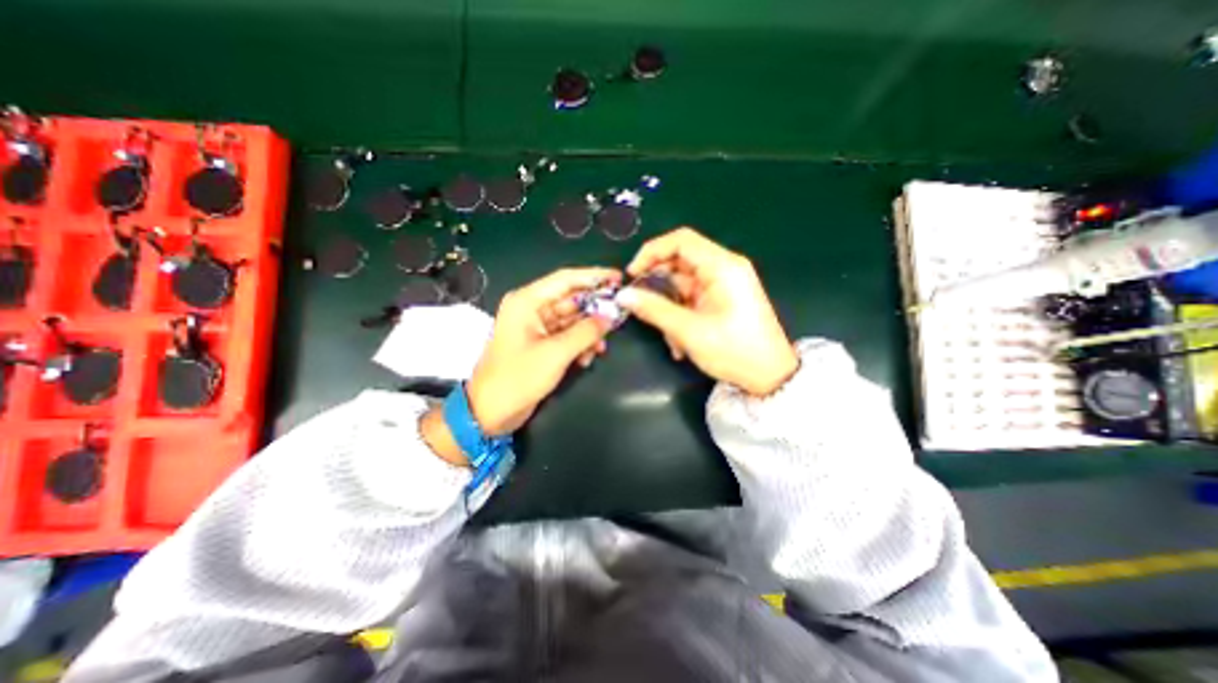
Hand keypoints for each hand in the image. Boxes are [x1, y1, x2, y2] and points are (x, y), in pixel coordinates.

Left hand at [466, 265, 618, 435]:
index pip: (566, 279)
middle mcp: (532, 309)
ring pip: (572, 320)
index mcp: (527, 301)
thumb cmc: (518, 378)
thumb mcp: (556, 353)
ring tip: (602, 346)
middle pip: (571, 299)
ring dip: (589, 332)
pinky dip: (580, 344)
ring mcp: (537, 327)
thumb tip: (611, 317)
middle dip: (595, 310)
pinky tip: (588, 358)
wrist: (490, 412)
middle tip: (620, 315)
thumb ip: (586, 332)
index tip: (618, 278)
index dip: (594, 276)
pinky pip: (567, 336)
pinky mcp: (541, 344)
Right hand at [618, 227, 801, 393]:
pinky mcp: (721, 299)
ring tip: (667, 337)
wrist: (770, 377)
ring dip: (668, 308)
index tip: (632, 273)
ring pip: (682, 285)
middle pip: (679, 262)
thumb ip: (654, 310)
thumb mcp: (690, 331)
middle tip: (640, 305)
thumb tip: (624, 295)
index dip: (652, 252)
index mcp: (722, 266)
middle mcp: (724, 269)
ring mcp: (723, 285)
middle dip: (657, 285)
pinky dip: (679, 316)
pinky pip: (691, 299)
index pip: (681, 241)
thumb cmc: (734, 351)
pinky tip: (678, 342)